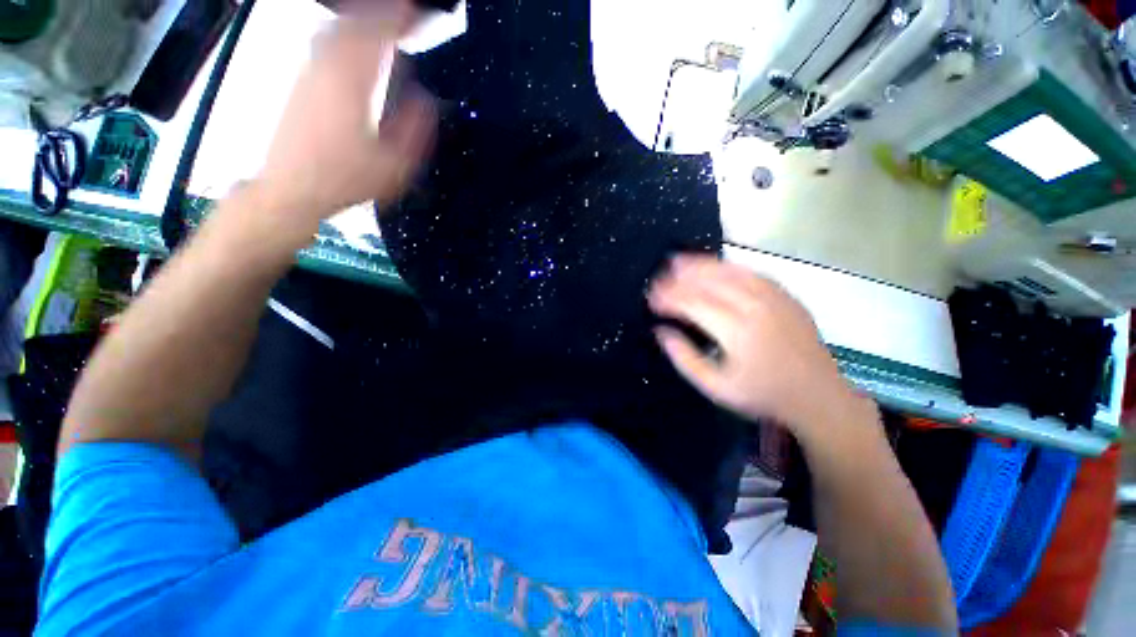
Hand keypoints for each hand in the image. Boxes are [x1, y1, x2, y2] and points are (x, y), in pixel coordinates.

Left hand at [255, 0, 435, 237]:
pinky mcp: (300, 81)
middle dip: (382, 11)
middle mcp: (327, 68)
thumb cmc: (346, 180)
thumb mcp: (394, 165)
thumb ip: (414, 131)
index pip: (379, 35)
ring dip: (361, 20)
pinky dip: (344, 33)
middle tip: (405, 12)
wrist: (291, 188)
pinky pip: (324, 43)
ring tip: (383, 20)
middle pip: (354, 22)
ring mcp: (309, 71)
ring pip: (336, 29)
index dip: (401, 18)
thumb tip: (425, 100)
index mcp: (353, 84)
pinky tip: (353, 40)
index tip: (420, 12)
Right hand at [648, 255, 859, 435]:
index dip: (668, 298)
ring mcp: (773, 297)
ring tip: (677, 261)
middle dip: (678, 278)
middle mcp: (754, 306)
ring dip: (700, 264)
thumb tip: (661, 331)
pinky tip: (713, 267)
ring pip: (729, 271)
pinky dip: (726, 266)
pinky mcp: (784, 295)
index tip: (650, 299)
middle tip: (658, 278)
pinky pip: (750, 272)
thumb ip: (684, 358)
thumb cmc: (763, 395)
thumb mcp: (715, 387)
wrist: (818, 396)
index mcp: (736, 331)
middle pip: (708, 281)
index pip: (692, 303)